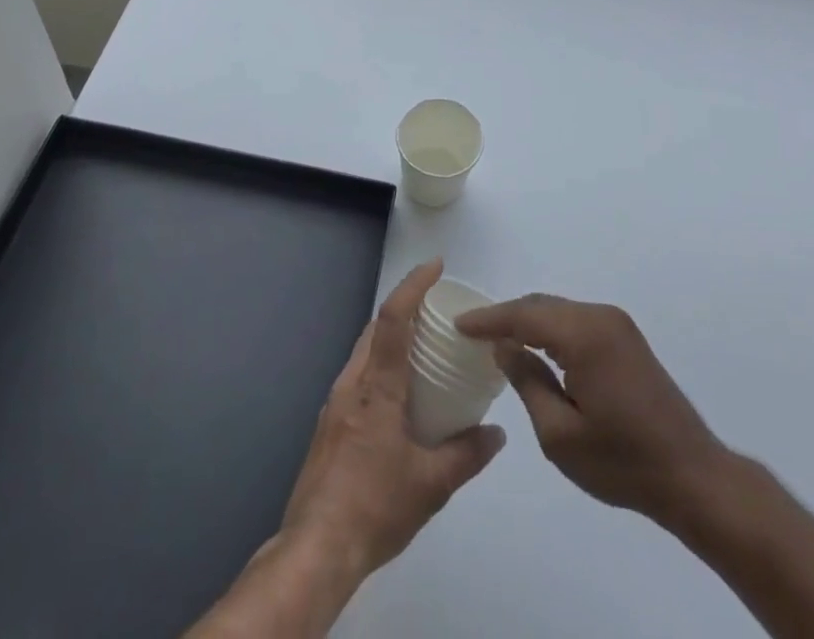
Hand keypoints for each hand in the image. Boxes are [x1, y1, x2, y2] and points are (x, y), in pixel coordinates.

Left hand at [279, 259, 505, 581]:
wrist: (316, 548)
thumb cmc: (375, 508)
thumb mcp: (431, 487)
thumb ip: (466, 455)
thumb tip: (497, 433)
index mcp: (377, 388)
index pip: (394, 319)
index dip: (414, 285)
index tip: (435, 266)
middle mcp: (352, 384)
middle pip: (376, 328)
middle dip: (405, 307)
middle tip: (437, 308)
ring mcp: (335, 402)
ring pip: (364, 351)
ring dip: (391, 337)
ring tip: (422, 346)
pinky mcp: (328, 423)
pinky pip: (358, 375)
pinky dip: (380, 364)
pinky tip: (398, 392)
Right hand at [457, 294, 726, 528]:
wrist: (693, 476)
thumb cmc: (621, 462)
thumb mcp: (559, 433)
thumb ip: (527, 381)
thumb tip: (504, 346)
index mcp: (583, 334)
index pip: (523, 314)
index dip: (488, 319)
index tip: (458, 324)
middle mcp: (600, 316)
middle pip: (542, 305)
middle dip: (507, 317)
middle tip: (473, 333)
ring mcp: (617, 324)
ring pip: (559, 311)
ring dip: (529, 322)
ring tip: (499, 341)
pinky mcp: (627, 338)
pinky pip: (577, 322)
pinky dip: (551, 330)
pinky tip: (537, 348)